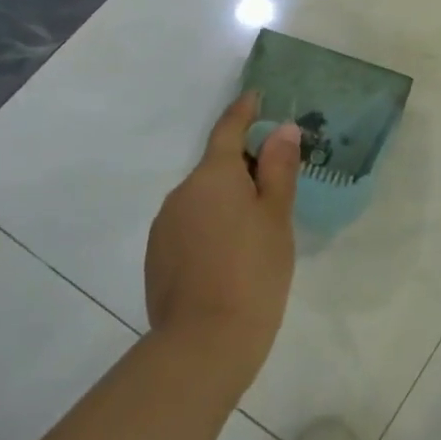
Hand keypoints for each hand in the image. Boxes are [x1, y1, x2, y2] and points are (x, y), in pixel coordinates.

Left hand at [145, 93, 302, 388]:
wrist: (204, 343)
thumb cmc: (254, 270)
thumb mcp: (277, 216)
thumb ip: (278, 168)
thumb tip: (282, 129)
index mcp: (213, 176)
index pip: (228, 129)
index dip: (244, 111)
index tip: (256, 96)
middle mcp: (181, 193)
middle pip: (216, 167)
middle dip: (243, 167)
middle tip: (277, 182)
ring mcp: (165, 226)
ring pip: (202, 199)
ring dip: (227, 199)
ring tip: (257, 227)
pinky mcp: (158, 257)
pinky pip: (190, 225)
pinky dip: (211, 226)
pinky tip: (231, 255)